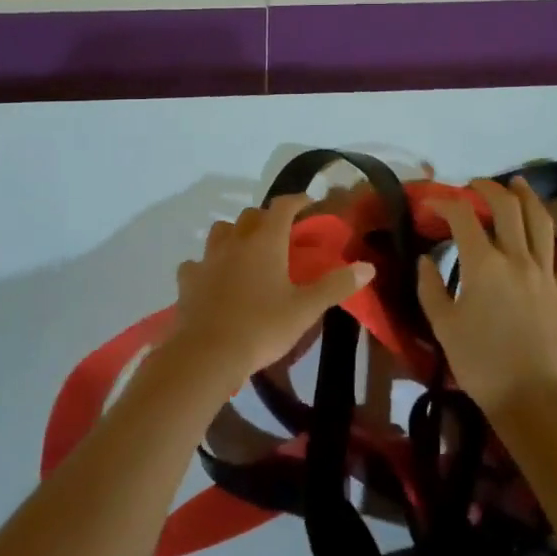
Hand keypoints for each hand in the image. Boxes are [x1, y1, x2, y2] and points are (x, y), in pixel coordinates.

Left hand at [169, 195, 373, 390]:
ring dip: (235, 233)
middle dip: (267, 217)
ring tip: (246, 250)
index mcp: (265, 241)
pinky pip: (197, 263)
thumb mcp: (305, 309)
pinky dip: (206, 265)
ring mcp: (208, 259)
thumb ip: (336, 285)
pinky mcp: (188, 280)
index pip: (282, 206)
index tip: (309, 204)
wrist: (207, 355)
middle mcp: (235, 241)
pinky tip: (213, 278)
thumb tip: (368, 266)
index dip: (297, 201)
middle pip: (251, 215)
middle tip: (281, 233)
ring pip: (221, 231)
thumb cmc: (261, 327)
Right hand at [417, 178, 556, 418]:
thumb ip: (430, 288)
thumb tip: (425, 261)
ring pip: (543, 222)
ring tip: (519, 184)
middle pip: (507, 208)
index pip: (463, 217)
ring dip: (529, 198)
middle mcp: (518, 258)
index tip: (430, 204)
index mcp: (484, 265)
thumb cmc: (482, 366)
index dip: (444, 203)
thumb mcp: (443, 328)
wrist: (535, 402)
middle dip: (489, 189)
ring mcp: (548, 274)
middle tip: (475, 185)